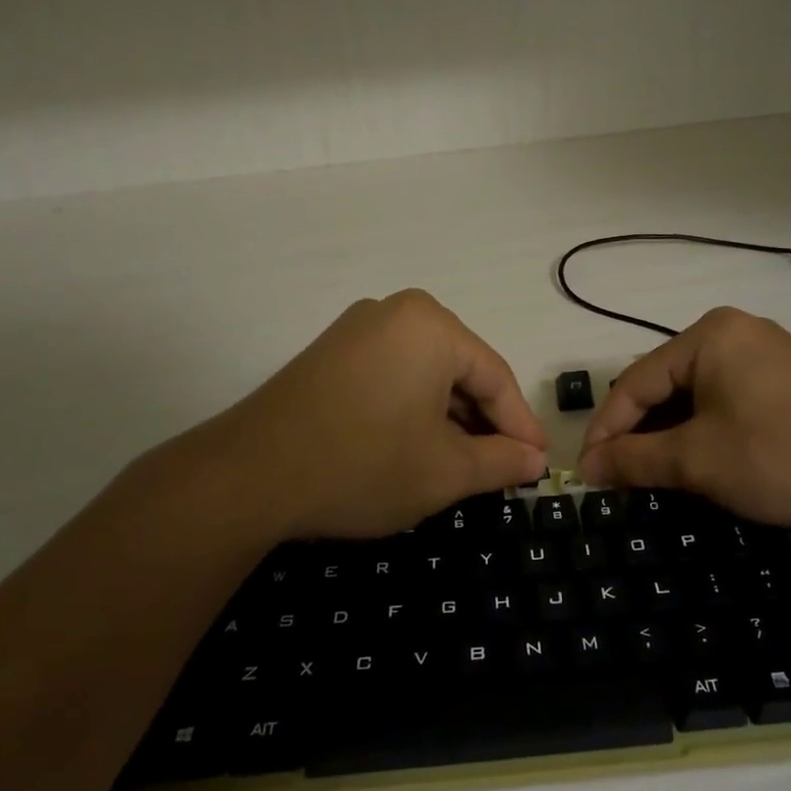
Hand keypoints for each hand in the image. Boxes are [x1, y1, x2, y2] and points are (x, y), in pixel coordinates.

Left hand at [169, 290, 548, 539]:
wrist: (250, 477)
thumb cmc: (364, 465)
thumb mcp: (446, 471)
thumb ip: (501, 461)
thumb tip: (536, 460)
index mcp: (431, 326)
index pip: (495, 377)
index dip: (521, 425)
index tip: (540, 463)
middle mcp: (394, 313)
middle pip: (460, 371)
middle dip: (483, 423)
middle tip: (503, 468)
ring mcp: (355, 332)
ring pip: (425, 377)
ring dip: (448, 421)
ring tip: (463, 466)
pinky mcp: (329, 356)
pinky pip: (391, 378)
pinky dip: (412, 413)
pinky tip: (416, 449)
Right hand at [576, 306, 790, 530]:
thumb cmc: (782, 455)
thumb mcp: (698, 460)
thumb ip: (635, 459)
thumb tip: (589, 467)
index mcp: (707, 336)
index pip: (634, 383)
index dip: (605, 431)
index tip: (587, 474)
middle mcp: (736, 333)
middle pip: (664, 385)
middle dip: (638, 434)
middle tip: (618, 478)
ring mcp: (769, 355)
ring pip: (697, 396)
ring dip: (670, 436)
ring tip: (653, 475)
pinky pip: (728, 402)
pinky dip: (705, 432)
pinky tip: (701, 462)